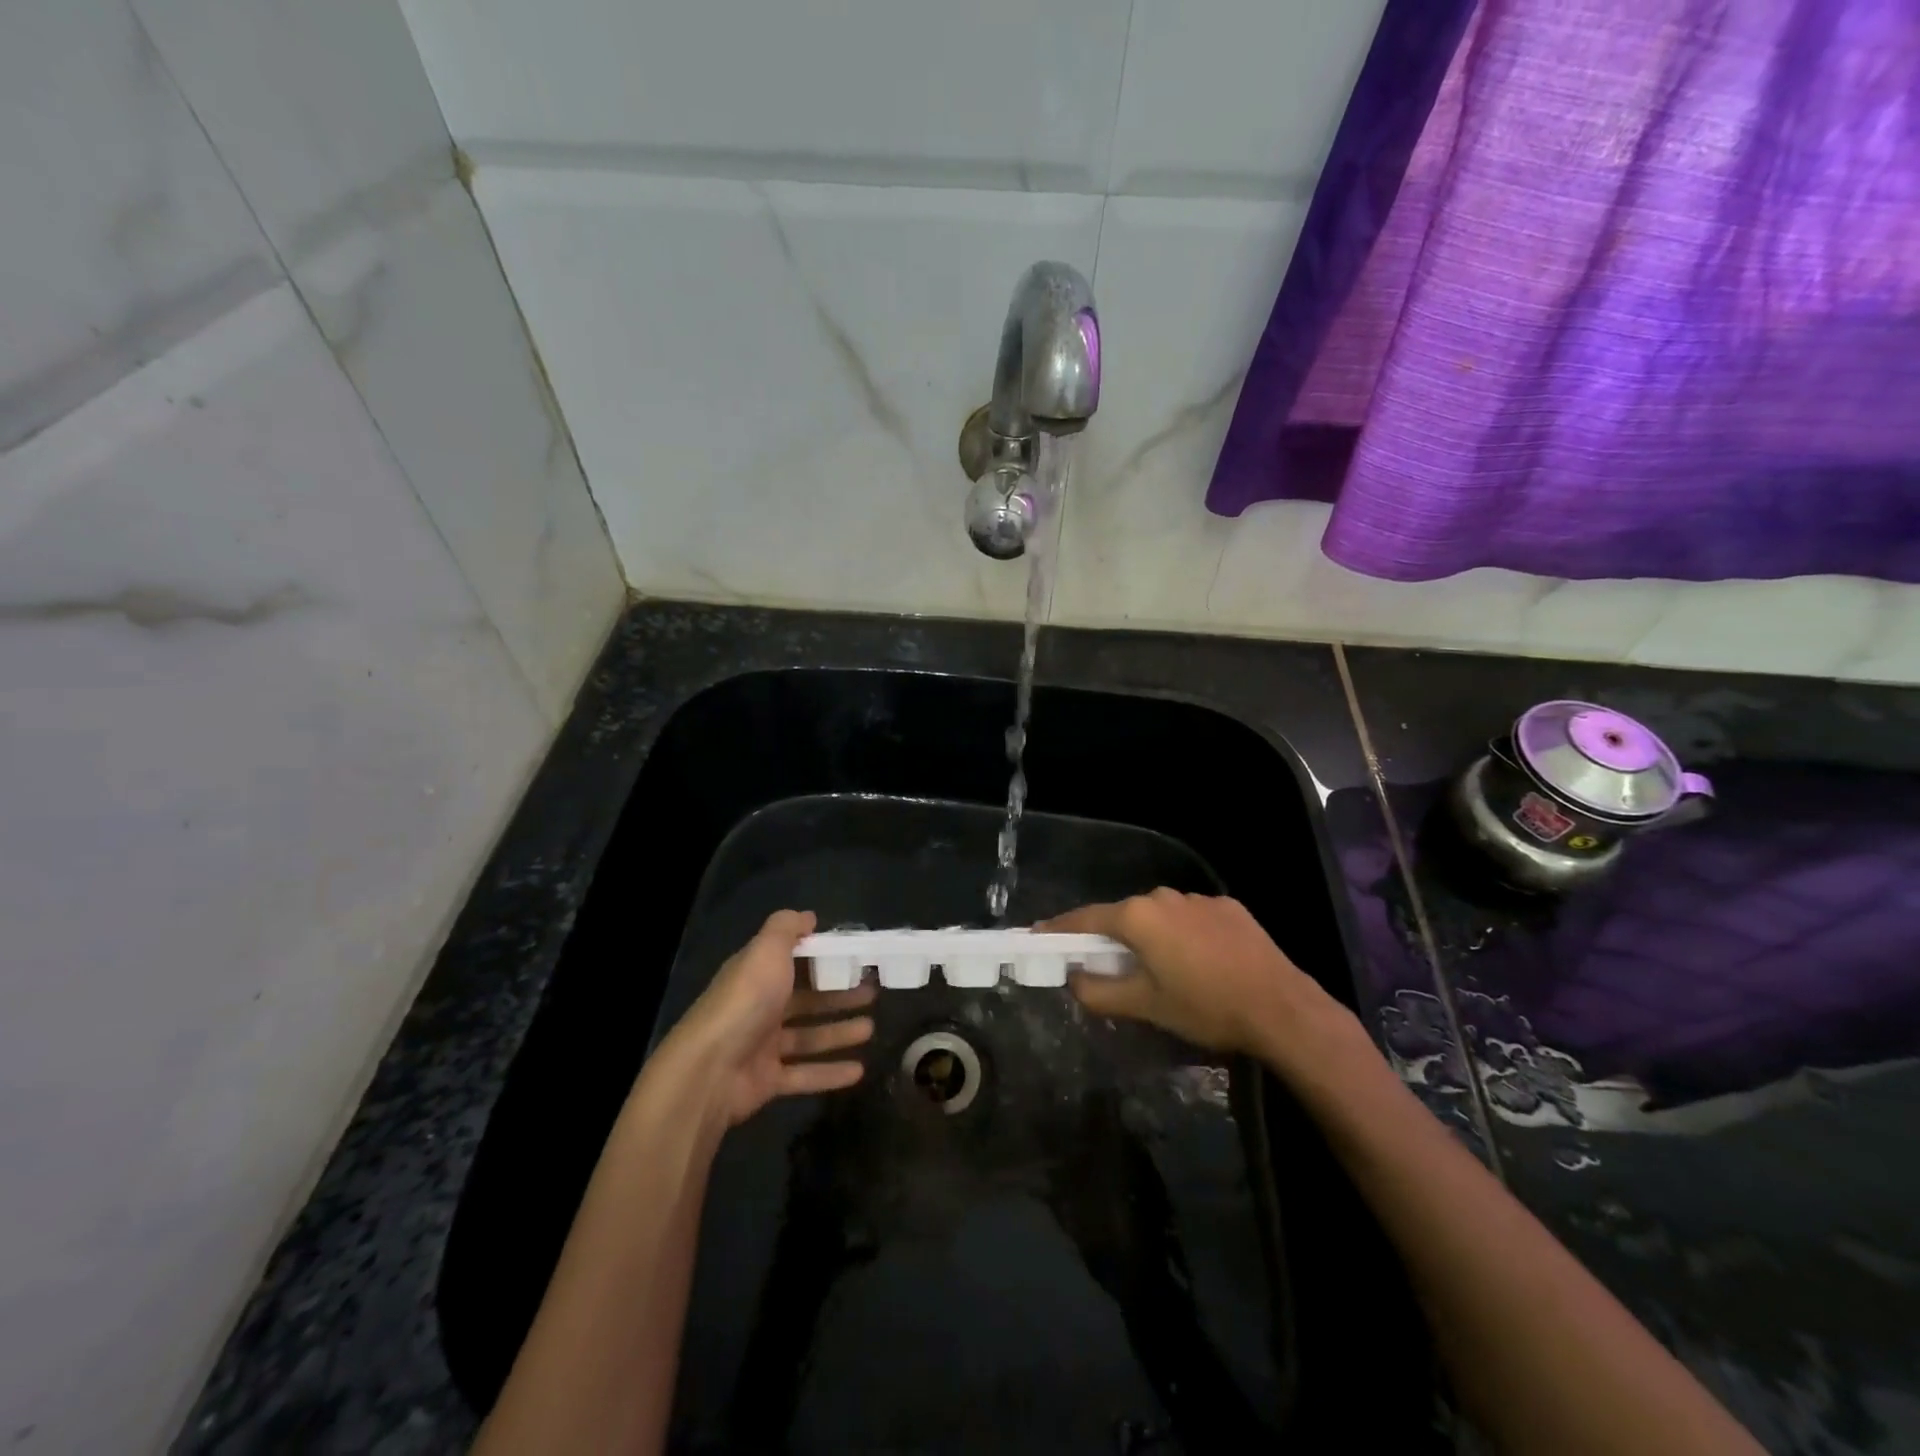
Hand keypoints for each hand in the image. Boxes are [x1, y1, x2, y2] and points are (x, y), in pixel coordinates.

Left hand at [666, 910, 876, 1127]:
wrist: (709, 1070)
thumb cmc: (744, 1001)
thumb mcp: (766, 950)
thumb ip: (786, 928)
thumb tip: (808, 916)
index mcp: (756, 974)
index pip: (793, 961)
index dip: (823, 958)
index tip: (855, 957)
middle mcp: (759, 1008)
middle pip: (806, 1000)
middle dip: (839, 996)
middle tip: (872, 993)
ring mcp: (762, 1046)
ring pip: (808, 1036)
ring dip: (839, 1032)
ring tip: (870, 1029)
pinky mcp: (767, 1080)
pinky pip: (805, 1074)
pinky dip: (830, 1072)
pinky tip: (859, 1070)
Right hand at [1043, 889, 1348, 1060]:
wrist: (1281, 1008)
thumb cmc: (1205, 1007)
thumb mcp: (1146, 1006)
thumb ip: (1100, 992)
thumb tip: (1074, 979)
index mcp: (1138, 917)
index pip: (1085, 918)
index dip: (1060, 929)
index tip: (1039, 935)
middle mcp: (1163, 897)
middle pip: (1123, 916)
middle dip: (1110, 938)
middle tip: (1104, 966)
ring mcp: (1199, 899)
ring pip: (1159, 917)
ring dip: (1149, 937)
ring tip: (1159, 969)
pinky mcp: (1228, 907)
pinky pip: (1190, 919)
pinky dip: (1183, 936)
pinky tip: (1199, 963)